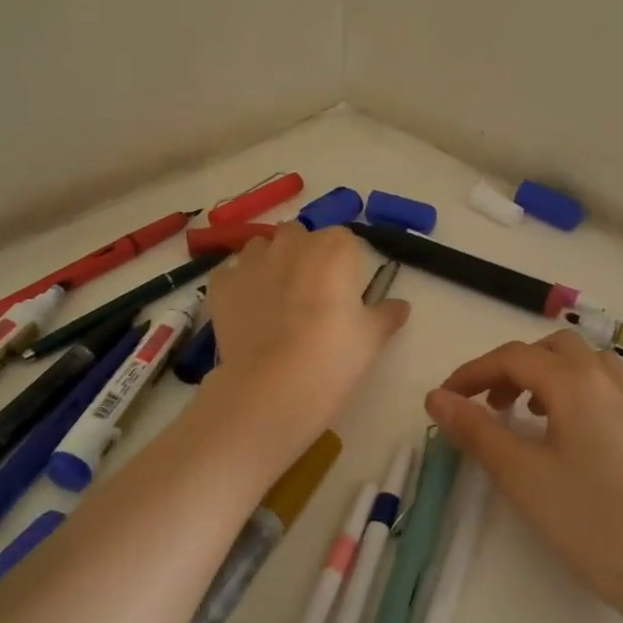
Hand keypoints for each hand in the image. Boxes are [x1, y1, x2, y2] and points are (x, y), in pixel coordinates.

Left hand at [204, 224, 409, 432]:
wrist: (274, 386)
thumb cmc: (334, 356)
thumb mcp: (372, 338)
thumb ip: (386, 314)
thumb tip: (401, 305)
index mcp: (335, 248)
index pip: (344, 240)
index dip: (344, 264)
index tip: (345, 292)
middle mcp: (292, 243)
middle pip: (299, 236)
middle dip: (303, 255)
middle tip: (311, 294)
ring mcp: (252, 261)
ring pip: (261, 248)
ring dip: (269, 263)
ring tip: (275, 300)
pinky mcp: (222, 284)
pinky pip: (231, 274)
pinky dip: (239, 286)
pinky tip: (247, 312)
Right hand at [425, 331, 622, 622]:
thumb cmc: (590, 519)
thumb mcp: (521, 475)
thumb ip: (476, 430)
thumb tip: (436, 397)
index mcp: (575, 381)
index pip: (512, 357)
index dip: (472, 373)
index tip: (442, 401)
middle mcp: (603, 380)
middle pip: (548, 349)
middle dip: (509, 367)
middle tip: (485, 404)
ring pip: (577, 364)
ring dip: (541, 375)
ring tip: (519, 412)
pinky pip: (596, 387)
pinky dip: (566, 391)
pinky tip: (556, 433)